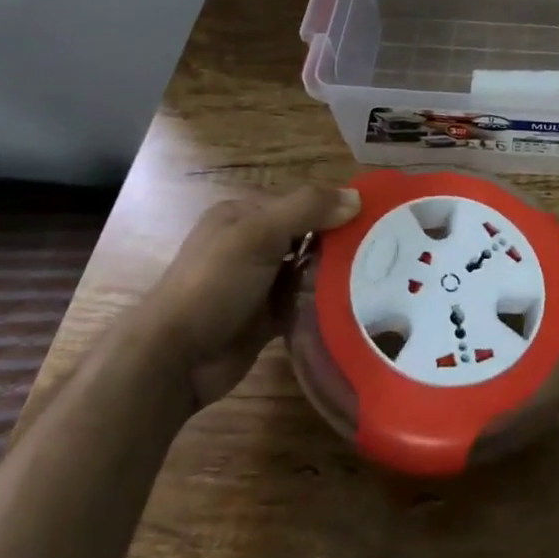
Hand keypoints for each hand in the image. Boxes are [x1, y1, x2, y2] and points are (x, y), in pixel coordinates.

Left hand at [133, 184, 360, 408]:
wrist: (174, 360)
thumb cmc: (214, 284)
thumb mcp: (259, 233)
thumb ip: (307, 209)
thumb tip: (358, 198)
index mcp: (244, 216)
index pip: (301, 204)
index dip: (335, 210)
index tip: (374, 221)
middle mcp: (252, 245)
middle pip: (308, 236)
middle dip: (340, 243)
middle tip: (384, 252)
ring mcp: (259, 284)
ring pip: (308, 271)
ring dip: (335, 275)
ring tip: (378, 278)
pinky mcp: (266, 318)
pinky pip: (304, 303)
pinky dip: (323, 304)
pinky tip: (354, 305)